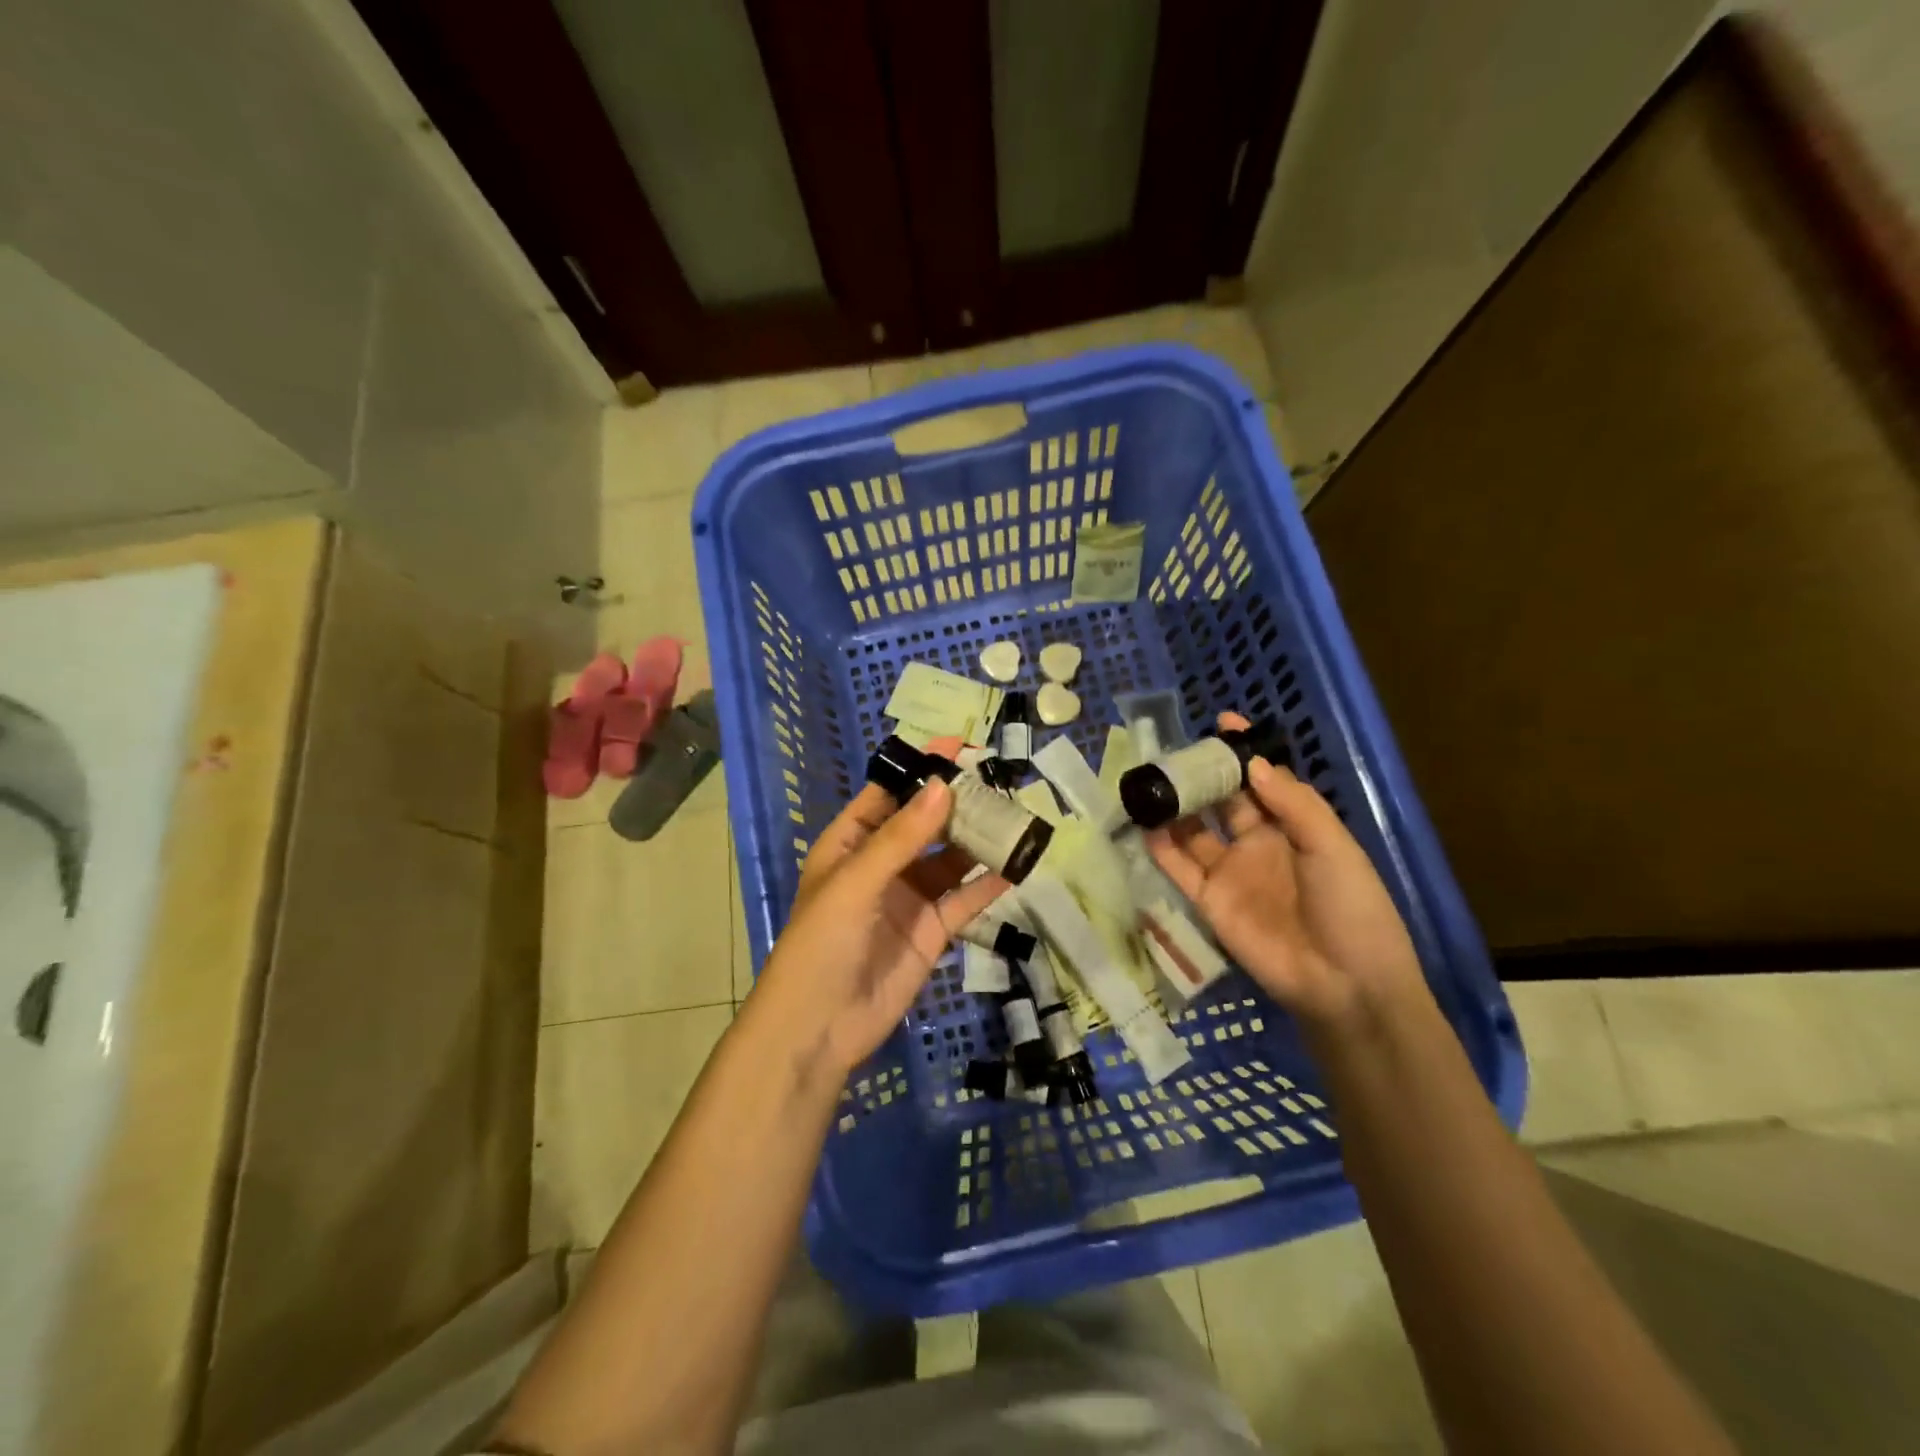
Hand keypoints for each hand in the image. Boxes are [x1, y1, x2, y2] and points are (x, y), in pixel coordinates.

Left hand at [750, 779, 1008, 1080]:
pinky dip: (989, 883)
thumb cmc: (822, 942)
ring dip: (978, 840)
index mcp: (850, 843)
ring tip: (1015, 816)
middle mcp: (881, 864)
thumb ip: (902, 837)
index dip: (919, 769)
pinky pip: (965, 899)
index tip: (958, 746)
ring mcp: (909, 898)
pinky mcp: (933, 931)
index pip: (888, 794)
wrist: (818, 1029)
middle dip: (957, 803)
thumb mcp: (856, 881)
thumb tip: (943, 786)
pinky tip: (1017, 866)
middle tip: (998, 781)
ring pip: (950, 859)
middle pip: (925, 823)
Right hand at [1146, 712, 1424, 1030]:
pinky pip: (1179, 867)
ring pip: (1194, 830)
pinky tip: (1145, 823)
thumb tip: (1252, 764)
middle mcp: (1257, 843)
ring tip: (1150, 781)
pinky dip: (1161, 846)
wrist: (1344, 984)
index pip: (1262, 781)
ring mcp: (1230, 871)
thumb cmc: (1351, 908)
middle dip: (1201, 775)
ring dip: (1174, 807)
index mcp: (1293, 827)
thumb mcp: (1333, 847)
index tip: (1223, 722)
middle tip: (1174, 752)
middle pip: (1222, 800)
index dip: (1244, 753)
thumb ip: (1293, 804)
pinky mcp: (1209, 900)